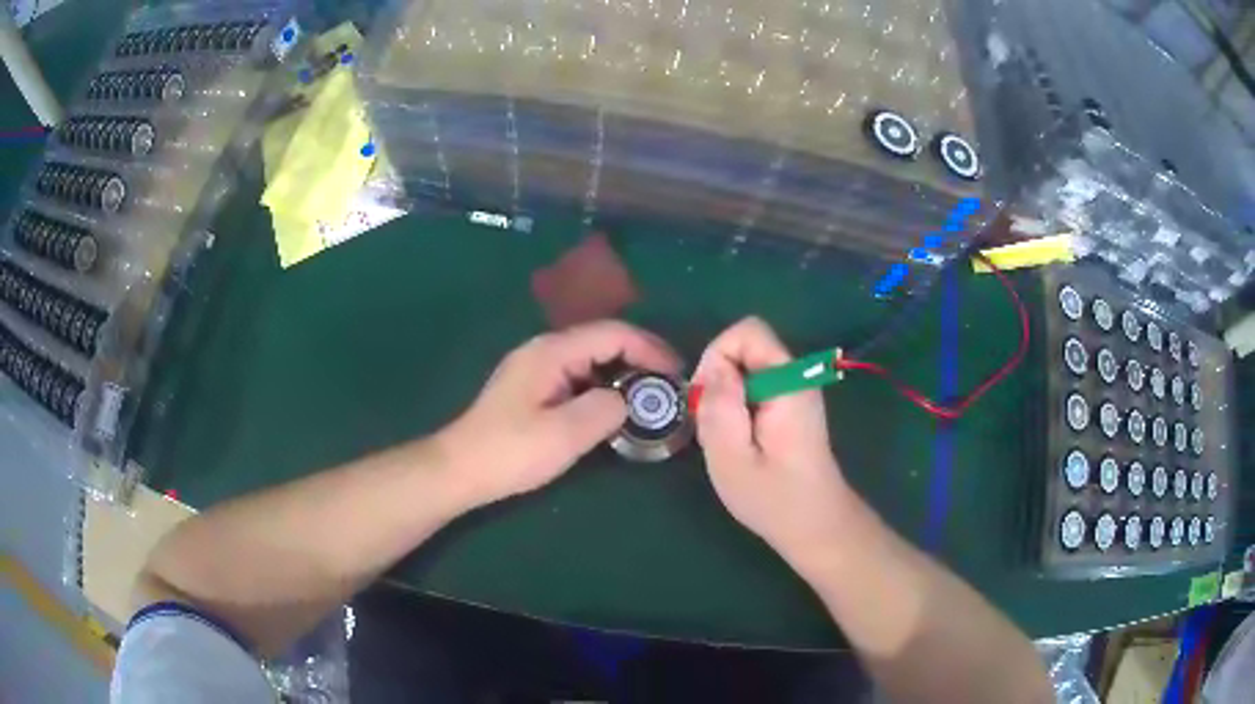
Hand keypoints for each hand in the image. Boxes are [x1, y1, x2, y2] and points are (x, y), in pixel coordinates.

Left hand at [441, 320, 680, 505]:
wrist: (459, 469)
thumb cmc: (510, 452)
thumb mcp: (565, 434)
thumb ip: (606, 410)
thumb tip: (628, 400)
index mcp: (552, 351)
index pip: (613, 334)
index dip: (650, 349)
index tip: (677, 374)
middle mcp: (544, 350)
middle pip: (602, 341)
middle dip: (640, 360)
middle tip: (668, 389)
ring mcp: (536, 368)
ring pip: (591, 360)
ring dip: (622, 375)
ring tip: (649, 400)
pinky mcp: (532, 388)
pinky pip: (577, 377)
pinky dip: (602, 388)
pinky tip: (613, 410)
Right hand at [693, 317, 852, 565]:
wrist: (816, 525)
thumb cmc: (774, 499)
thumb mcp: (732, 459)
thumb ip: (719, 408)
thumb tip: (712, 368)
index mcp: (788, 383)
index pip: (746, 332)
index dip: (717, 357)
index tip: (708, 402)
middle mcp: (796, 377)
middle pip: (744, 348)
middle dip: (718, 381)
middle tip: (715, 430)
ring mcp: (796, 390)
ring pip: (745, 369)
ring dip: (725, 399)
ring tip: (728, 442)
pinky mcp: (791, 405)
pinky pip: (753, 387)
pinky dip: (737, 408)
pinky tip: (741, 444)